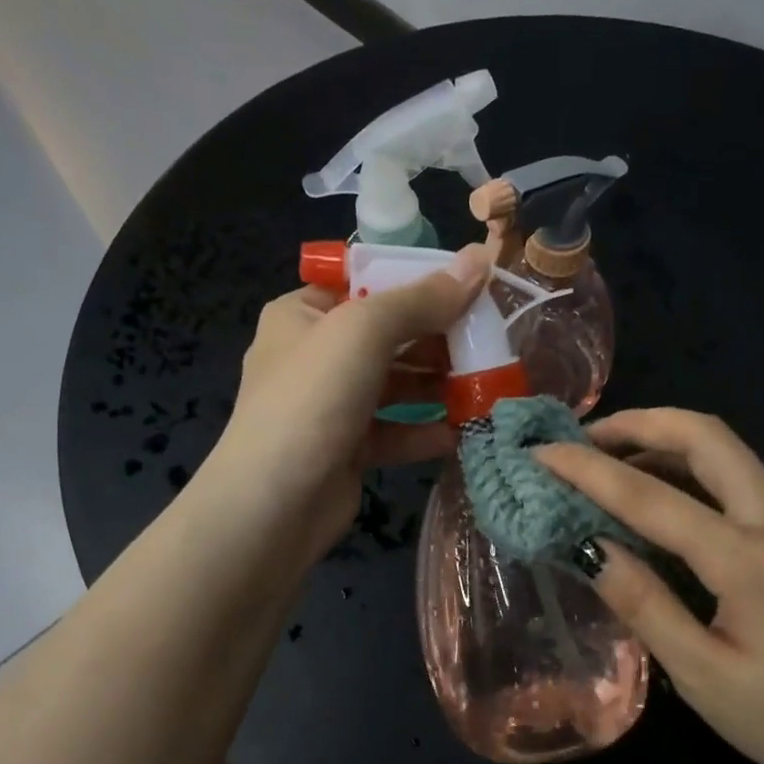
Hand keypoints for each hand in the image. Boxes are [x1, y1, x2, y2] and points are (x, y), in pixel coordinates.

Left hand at [206, 243, 493, 563]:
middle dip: (438, 338)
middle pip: (388, 334)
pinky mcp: (349, 449)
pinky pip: (395, 430)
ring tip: (486, 384)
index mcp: (304, 314)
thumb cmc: (312, 400)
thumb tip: (479, 258)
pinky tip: (461, 432)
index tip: (469, 286)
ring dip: (439, 385)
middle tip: (490, 338)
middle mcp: (316, 355)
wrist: (273, 505)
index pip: (366, 281)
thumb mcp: (364, 331)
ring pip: (396, 385)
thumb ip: (423, 298)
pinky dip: (426, 429)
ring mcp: (332, 405)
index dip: (416, 280)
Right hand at [534, 408, 763, 763]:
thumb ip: (645, 605)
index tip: (539, 453)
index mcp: (749, 559)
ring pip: (728, 455)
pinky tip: (659, 502)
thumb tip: (588, 547)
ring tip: (609, 461)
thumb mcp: (705, 678)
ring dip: (666, 442)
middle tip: (583, 439)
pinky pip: (738, 485)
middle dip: (640, 423)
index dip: (587, 470)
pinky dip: (689, 472)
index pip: (651, 496)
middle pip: (708, 437)